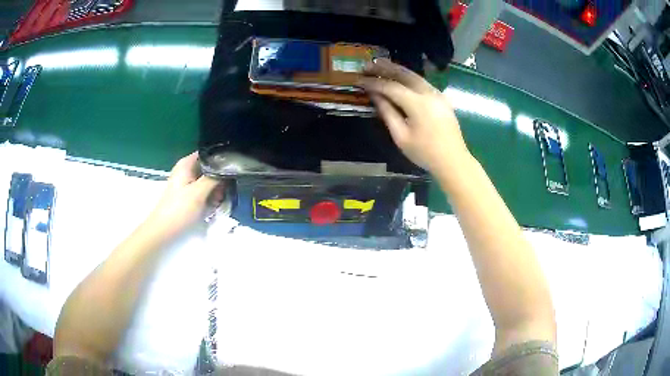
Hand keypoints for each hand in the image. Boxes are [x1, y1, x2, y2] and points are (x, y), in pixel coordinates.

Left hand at [145, 152, 223, 238]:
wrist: (164, 230)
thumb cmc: (179, 209)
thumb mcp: (199, 192)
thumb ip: (214, 178)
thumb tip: (229, 167)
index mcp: (187, 163)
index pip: (209, 153)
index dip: (221, 160)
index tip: (231, 171)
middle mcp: (187, 169)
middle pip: (210, 168)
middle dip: (219, 180)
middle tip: (222, 193)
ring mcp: (187, 182)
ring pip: (209, 181)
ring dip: (216, 191)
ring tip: (217, 202)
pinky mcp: (188, 194)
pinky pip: (204, 191)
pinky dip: (210, 198)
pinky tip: (212, 207)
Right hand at [358, 58, 468, 172]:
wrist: (453, 161)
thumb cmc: (425, 153)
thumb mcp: (401, 137)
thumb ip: (387, 113)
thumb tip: (375, 95)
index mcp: (418, 104)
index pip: (391, 87)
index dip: (373, 83)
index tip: (358, 80)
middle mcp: (429, 93)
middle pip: (404, 74)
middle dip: (385, 68)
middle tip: (367, 65)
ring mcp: (437, 94)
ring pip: (415, 76)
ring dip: (397, 70)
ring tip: (380, 65)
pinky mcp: (442, 98)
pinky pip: (422, 82)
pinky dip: (409, 77)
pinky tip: (400, 78)